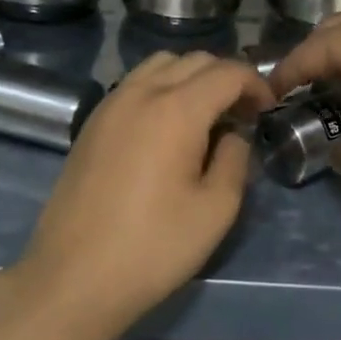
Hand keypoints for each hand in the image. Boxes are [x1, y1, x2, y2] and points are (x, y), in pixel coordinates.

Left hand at [19, 51, 275, 327]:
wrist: (73, 279)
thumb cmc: (153, 247)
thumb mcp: (216, 209)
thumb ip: (235, 159)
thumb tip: (234, 134)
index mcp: (177, 110)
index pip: (228, 72)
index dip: (256, 84)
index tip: (267, 111)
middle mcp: (142, 93)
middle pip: (195, 60)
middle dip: (226, 78)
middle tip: (242, 114)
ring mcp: (111, 104)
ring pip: (161, 64)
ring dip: (192, 77)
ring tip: (205, 115)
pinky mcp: (92, 123)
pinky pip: (135, 84)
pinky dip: (162, 88)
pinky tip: (167, 127)